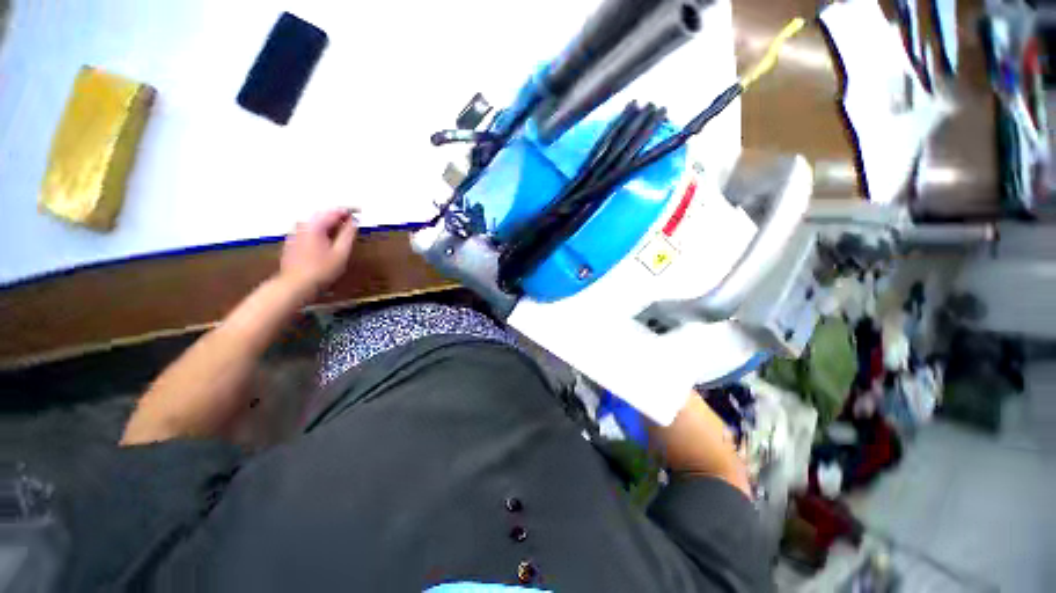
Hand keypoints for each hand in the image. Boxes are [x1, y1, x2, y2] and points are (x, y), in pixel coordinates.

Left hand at [279, 208, 357, 297]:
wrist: (296, 285)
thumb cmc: (321, 270)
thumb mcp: (341, 252)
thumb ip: (348, 234)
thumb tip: (353, 222)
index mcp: (315, 225)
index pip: (334, 211)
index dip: (349, 211)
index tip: (359, 212)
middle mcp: (303, 225)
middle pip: (323, 215)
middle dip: (338, 216)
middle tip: (352, 221)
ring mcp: (295, 233)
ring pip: (316, 222)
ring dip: (329, 224)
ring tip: (342, 231)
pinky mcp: (292, 241)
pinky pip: (309, 230)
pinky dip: (321, 230)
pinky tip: (327, 240)